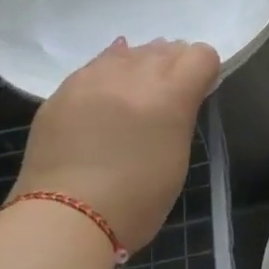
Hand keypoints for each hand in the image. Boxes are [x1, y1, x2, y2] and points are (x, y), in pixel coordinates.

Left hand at [12, 38, 220, 256]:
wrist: (64, 219)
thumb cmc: (136, 201)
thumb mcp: (177, 157)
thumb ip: (181, 115)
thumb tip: (177, 92)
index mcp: (169, 96)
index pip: (201, 55)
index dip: (205, 71)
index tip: (199, 92)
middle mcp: (133, 76)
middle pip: (166, 48)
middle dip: (173, 66)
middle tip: (167, 96)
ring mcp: (94, 79)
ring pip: (129, 51)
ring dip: (140, 65)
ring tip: (135, 92)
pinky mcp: (64, 89)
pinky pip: (96, 65)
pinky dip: (109, 71)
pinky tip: (108, 89)